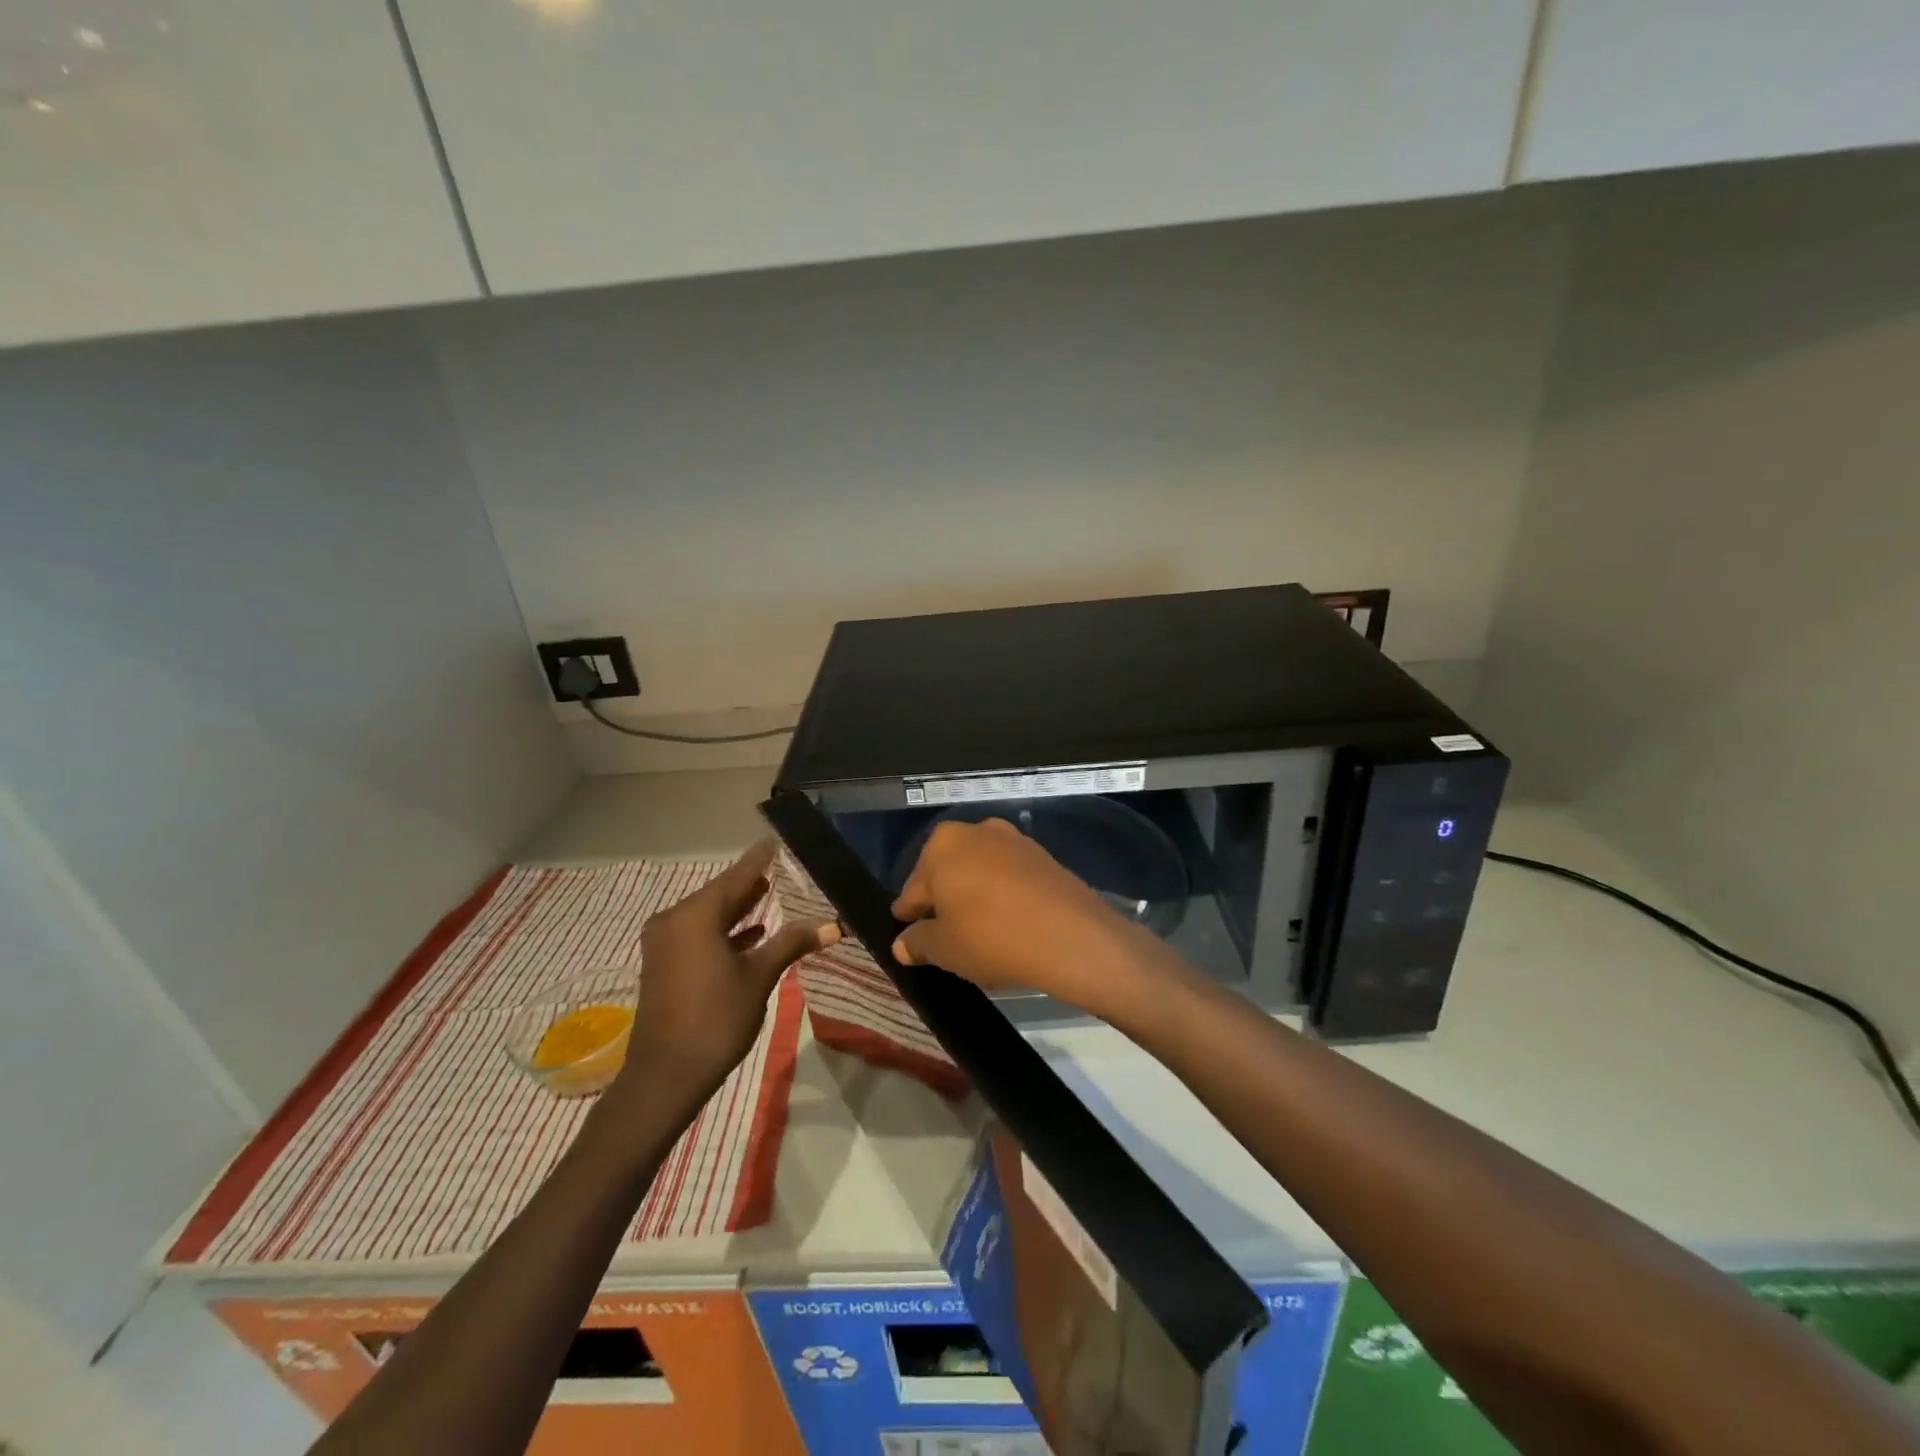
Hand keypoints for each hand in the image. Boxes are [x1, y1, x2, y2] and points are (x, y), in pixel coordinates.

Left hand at [612, 839, 837, 1114]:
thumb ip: (792, 943)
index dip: (762, 857)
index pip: (738, 874)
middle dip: (752, 882)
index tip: (781, 839)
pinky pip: (698, 932)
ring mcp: (665, 941)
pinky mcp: (664, 962)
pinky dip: (723, 929)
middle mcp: (675, 918)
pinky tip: (750, 934)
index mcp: (697, 914)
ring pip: (709, 913)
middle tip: (785, 868)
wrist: (665, 1076)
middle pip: (721, 892)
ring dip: (738, 907)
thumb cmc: (716, 1019)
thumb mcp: (760, 977)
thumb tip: (832, 925)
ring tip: (772, 894)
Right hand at [889, 818, 1159, 1017]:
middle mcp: (977, 831)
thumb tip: (903, 944)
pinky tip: (1008, 927)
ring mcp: (1014, 840)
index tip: (907, 934)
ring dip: (975, 899)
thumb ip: (917, 942)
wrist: (1070, 936)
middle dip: (944, 903)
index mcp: (943, 845)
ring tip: (978, 937)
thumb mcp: (944, 949)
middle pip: (949, 873)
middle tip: (944, 940)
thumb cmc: (991, 937)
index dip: (910, 914)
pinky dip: (1004, 898)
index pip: (914, 887)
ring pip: (981, 873)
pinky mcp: (1044, 856)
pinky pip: (1010, 878)